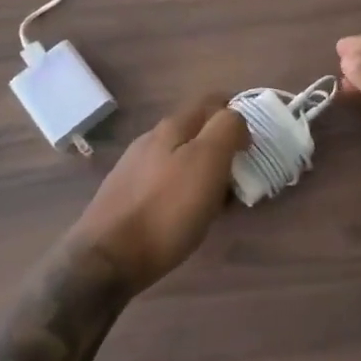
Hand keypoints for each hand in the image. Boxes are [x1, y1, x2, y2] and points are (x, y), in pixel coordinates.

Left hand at [69, 97, 247, 293]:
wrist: (106, 258)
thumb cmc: (166, 209)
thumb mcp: (207, 162)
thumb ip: (226, 129)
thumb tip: (235, 117)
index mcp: (173, 126)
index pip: (211, 101)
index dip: (236, 113)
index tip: (254, 141)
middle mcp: (151, 139)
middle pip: (195, 129)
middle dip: (220, 144)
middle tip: (241, 173)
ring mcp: (134, 167)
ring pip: (179, 156)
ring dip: (203, 168)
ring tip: (219, 197)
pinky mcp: (125, 195)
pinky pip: (164, 181)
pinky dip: (183, 188)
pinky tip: (186, 212)